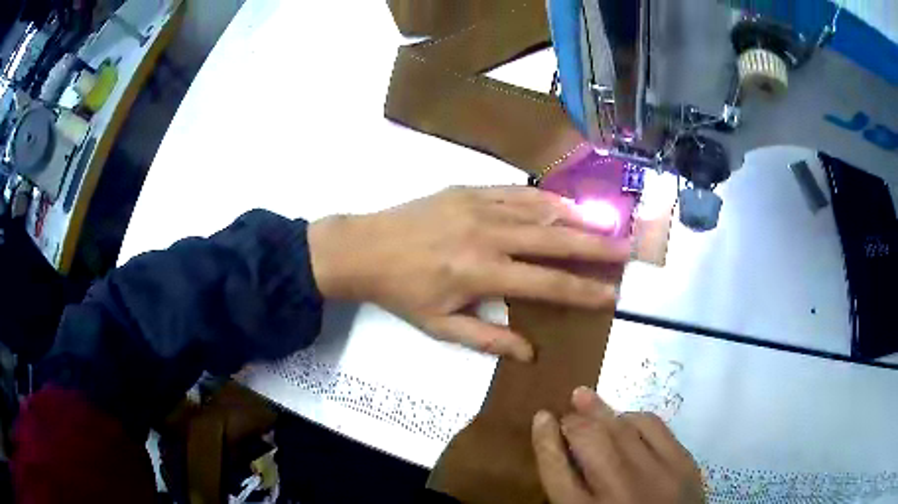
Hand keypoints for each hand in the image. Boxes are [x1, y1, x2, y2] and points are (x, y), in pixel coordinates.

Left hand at [308, 186, 629, 360]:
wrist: (364, 248)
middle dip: (596, 247)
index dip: (582, 290)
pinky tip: (564, 205)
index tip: (611, 294)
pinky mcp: (469, 189)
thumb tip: (530, 353)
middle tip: (627, 249)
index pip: (546, 283)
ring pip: (540, 209)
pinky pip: (517, 191)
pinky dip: (545, 198)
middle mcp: (488, 235)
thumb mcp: (440, 326)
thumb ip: (488, 338)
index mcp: (481, 273)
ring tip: (606, 225)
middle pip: (554, 240)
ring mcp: (480, 206)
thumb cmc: (401, 292)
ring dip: (577, 218)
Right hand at [532, 388, 704, 503]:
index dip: (545, 439)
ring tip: (585, 398)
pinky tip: (626, 417)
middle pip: (590, 441)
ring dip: (601, 411)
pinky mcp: (684, 464)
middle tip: (566, 415)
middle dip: (574, 421)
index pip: (556, 469)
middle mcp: (620, 492)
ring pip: (623, 428)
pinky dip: (635, 418)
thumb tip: (562, 452)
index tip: (542, 418)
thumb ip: (571, 492)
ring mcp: (657, 475)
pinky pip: (655, 427)